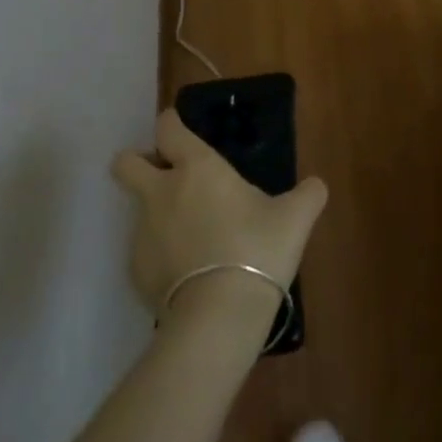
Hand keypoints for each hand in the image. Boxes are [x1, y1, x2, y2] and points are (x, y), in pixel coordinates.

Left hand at [111, 109, 328, 338]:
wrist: (219, 317)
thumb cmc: (257, 250)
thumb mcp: (295, 218)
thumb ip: (308, 195)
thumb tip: (316, 186)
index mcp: (196, 168)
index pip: (167, 128)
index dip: (171, 124)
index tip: (181, 130)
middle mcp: (161, 192)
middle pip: (125, 163)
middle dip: (138, 163)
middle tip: (167, 177)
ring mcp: (143, 233)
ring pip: (138, 210)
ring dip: (159, 214)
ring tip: (195, 239)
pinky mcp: (136, 271)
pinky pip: (145, 251)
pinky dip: (162, 255)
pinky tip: (189, 273)